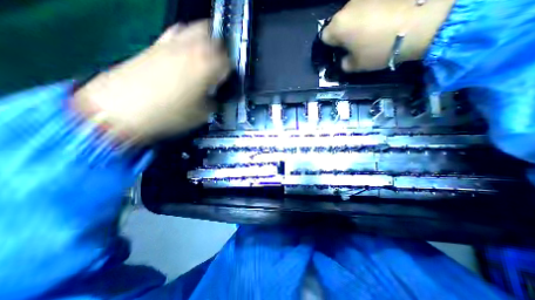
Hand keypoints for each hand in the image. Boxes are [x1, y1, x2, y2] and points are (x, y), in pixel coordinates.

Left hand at [72, 20, 229, 144]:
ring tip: (206, 56)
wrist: (122, 110)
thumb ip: (213, 102)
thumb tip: (214, 97)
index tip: (229, 78)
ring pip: (194, 29)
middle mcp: (191, 50)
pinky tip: (185, 54)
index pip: (228, 62)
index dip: (231, 70)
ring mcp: (171, 45)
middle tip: (222, 62)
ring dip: (204, 41)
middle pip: (213, 36)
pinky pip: (175, 34)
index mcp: (206, 68)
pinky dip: (185, 40)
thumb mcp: (201, 114)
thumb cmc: (169, 115)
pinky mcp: (154, 46)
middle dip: (221, 49)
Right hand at [320, 0, 452, 70]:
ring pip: (355, 10)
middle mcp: (347, 6)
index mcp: (338, 27)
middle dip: (345, 31)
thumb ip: (344, 63)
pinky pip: (370, 3)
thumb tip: (344, 59)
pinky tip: (385, 16)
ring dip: (359, 19)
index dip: (331, 45)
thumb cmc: (380, 49)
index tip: (341, 50)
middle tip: (358, 41)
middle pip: (339, 21)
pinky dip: (374, 9)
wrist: (423, 22)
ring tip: (375, 27)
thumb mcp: (357, 66)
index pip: (325, 36)